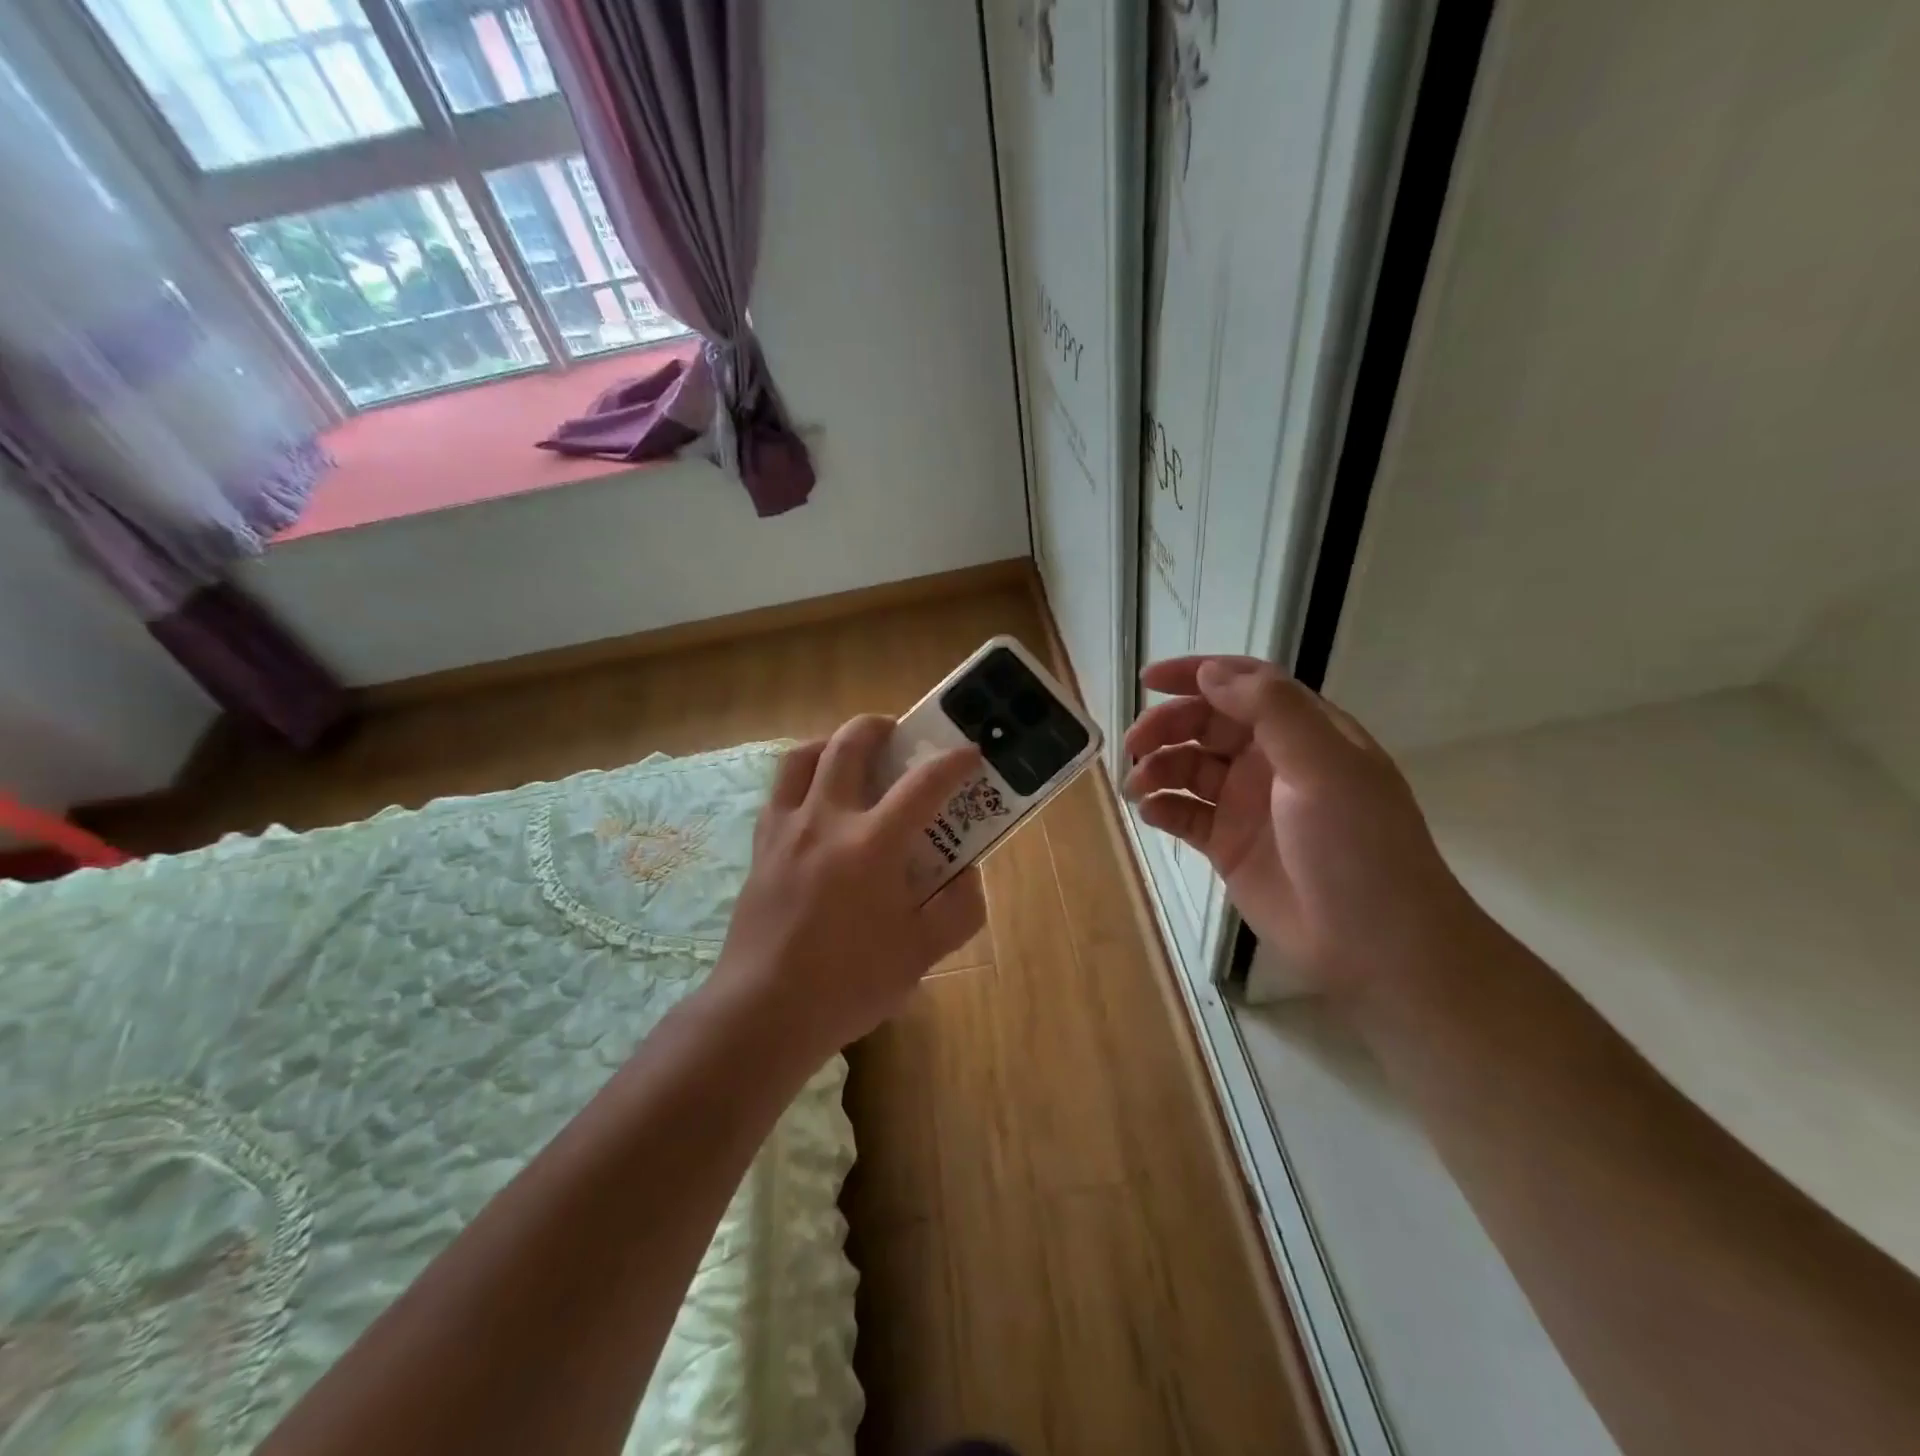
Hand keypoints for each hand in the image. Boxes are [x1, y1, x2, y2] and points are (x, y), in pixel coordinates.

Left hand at [712, 716, 987, 1056]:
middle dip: (880, 727)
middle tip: (898, 733)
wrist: (764, 1012)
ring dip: (831, 742)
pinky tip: (815, 804)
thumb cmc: (849, 984)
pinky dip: (801, 779)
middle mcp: (827, 820)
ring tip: (850, 755)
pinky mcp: (760, 847)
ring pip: (802, 757)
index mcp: (873, 844)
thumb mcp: (921, 955)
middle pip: (850, 745)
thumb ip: (958, 910)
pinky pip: (778, 792)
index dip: (953, 762)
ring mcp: (786, 830)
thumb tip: (970, 876)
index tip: (970, 753)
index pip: (923, 784)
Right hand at [1123, 656, 1474, 994]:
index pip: (1244, 684)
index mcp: (1303, 732)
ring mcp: (1248, 804)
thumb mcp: (1324, 766)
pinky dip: (1161, 807)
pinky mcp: (1228, 846)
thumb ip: (1270, 710)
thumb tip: (1210, 672)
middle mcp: (1272, 761)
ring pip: (1189, 768)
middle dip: (1166, 727)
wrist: (1375, 946)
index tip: (1150, 680)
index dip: (1197, 675)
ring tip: (1137, 787)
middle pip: (1206, 725)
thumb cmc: (1357, 846)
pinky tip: (1149, 813)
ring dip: (1158, 768)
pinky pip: (1184, 814)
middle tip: (1134, 746)